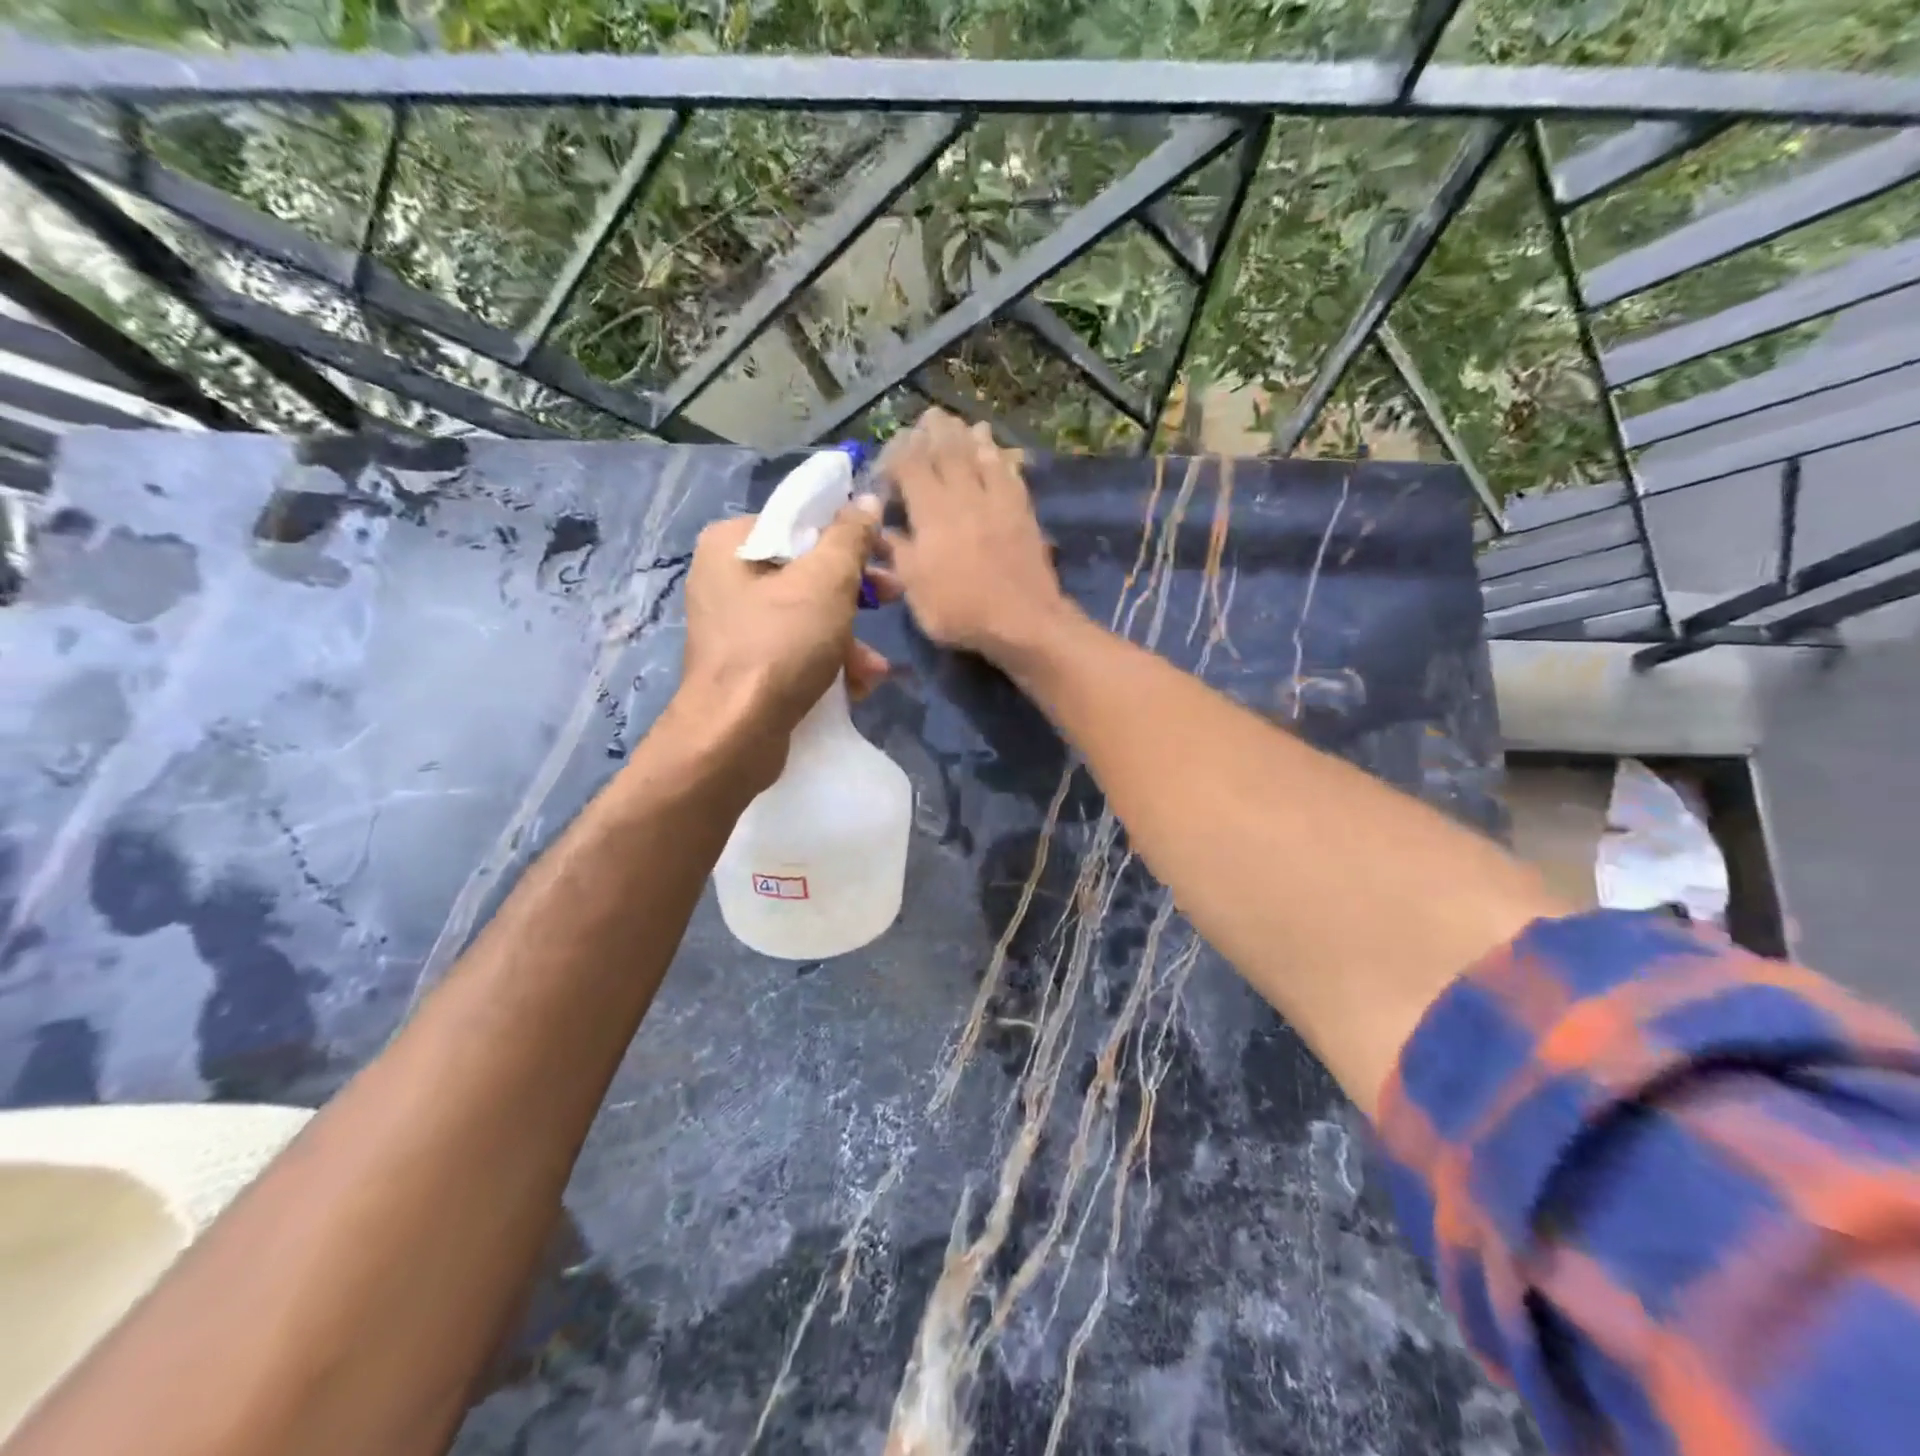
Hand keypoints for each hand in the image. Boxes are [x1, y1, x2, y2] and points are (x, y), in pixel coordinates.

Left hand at [667, 499, 889, 790]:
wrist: (735, 736)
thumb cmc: (779, 646)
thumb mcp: (825, 582)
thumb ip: (849, 537)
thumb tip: (865, 499)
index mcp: (732, 542)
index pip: (800, 519)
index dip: (849, 534)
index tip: (885, 553)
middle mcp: (726, 577)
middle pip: (807, 569)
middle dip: (856, 592)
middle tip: (893, 597)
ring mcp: (735, 625)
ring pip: (807, 614)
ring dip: (850, 638)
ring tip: (875, 666)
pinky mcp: (747, 665)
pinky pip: (796, 648)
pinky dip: (827, 661)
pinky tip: (856, 685)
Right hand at [879, 409, 1077, 662]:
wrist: (1023, 621)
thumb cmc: (961, 610)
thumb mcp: (915, 589)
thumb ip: (898, 553)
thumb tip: (880, 530)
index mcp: (932, 511)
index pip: (910, 465)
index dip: (896, 454)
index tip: (888, 460)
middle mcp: (964, 495)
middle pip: (948, 449)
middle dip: (934, 430)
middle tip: (927, 417)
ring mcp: (997, 500)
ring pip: (981, 454)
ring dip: (969, 435)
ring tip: (962, 424)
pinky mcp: (1023, 511)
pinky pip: (1010, 473)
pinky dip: (1001, 457)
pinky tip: (998, 452)